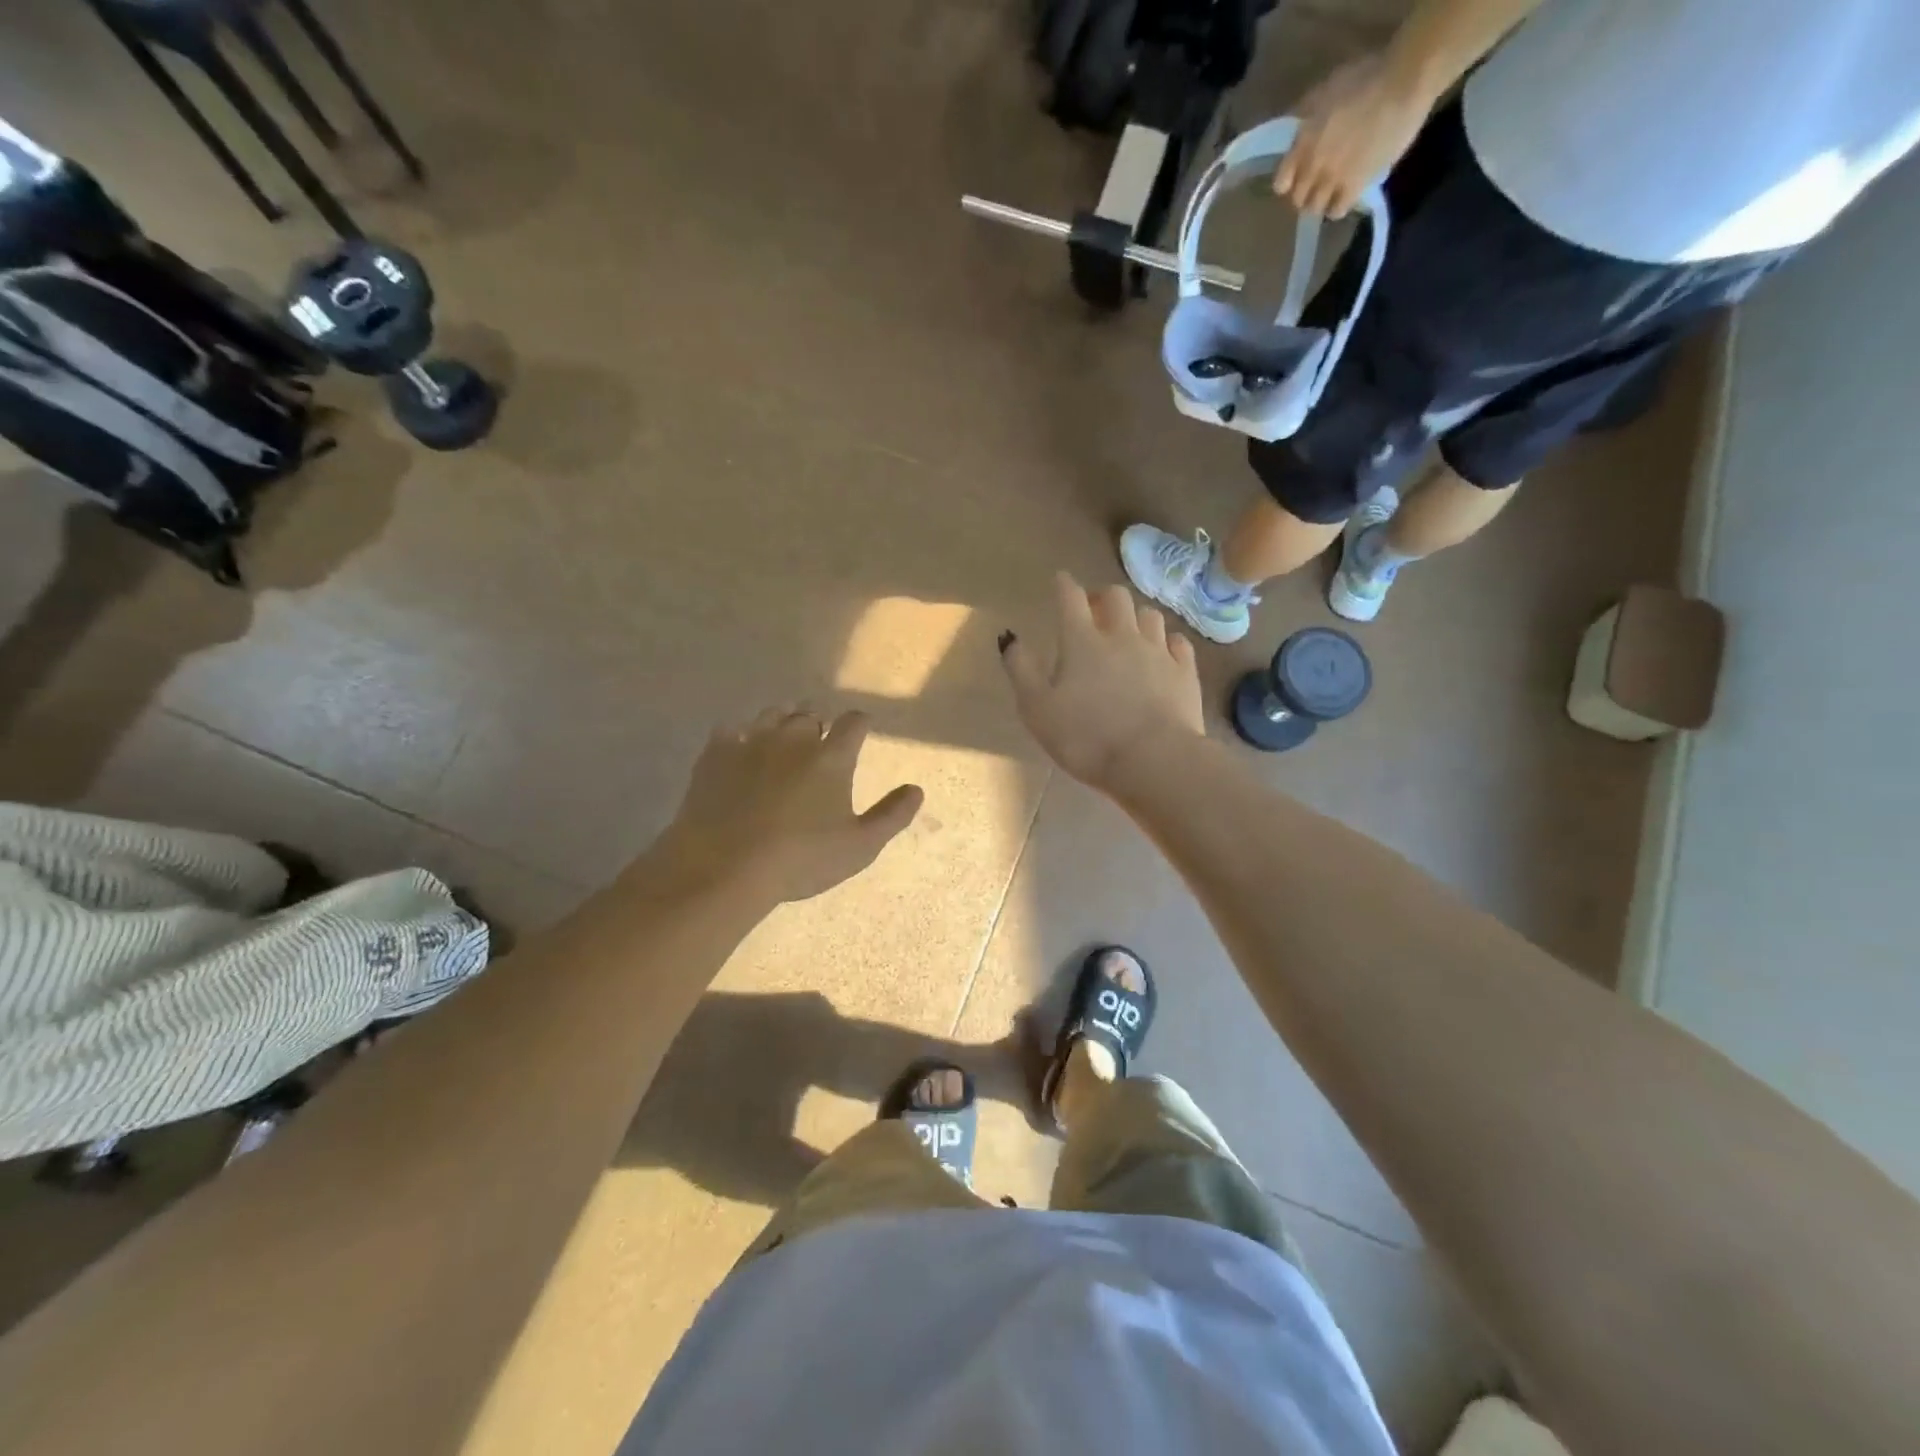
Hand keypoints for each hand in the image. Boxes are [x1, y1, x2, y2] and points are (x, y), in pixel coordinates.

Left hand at [647, 708, 922, 904]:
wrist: (724, 866)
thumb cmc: (801, 859)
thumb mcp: (860, 847)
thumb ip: (892, 815)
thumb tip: (916, 789)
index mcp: (831, 757)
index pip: (854, 722)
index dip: (861, 723)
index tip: (862, 730)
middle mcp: (794, 738)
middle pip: (810, 715)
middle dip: (818, 725)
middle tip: (818, 744)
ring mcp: (751, 741)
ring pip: (772, 715)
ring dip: (782, 723)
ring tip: (782, 741)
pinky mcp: (715, 753)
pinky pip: (731, 730)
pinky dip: (741, 736)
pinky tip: (740, 751)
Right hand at [1001, 573, 1204, 789]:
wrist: (1153, 760)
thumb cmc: (1085, 738)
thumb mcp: (1037, 709)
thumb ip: (1021, 670)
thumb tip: (1010, 638)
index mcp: (1082, 641)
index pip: (1071, 598)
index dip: (1064, 585)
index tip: (1060, 580)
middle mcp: (1122, 636)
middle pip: (1116, 596)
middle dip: (1103, 596)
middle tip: (1094, 608)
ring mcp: (1158, 652)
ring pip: (1149, 615)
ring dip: (1135, 616)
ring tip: (1128, 629)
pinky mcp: (1185, 673)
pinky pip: (1178, 643)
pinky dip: (1167, 641)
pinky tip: (1164, 650)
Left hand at [1273, 53, 1427, 218]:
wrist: (1404, 80)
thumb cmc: (1366, 76)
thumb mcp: (1326, 89)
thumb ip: (1306, 114)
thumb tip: (1295, 127)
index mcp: (1302, 144)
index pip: (1281, 183)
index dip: (1289, 182)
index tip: (1297, 177)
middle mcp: (1312, 167)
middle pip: (1298, 199)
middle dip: (1305, 193)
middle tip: (1317, 184)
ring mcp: (1333, 179)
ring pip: (1315, 209)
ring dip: (1321, 202)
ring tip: (1332, 191)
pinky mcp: (1356, 186)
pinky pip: (1338, 210)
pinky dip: (1338, 207)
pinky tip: (1347, 195)